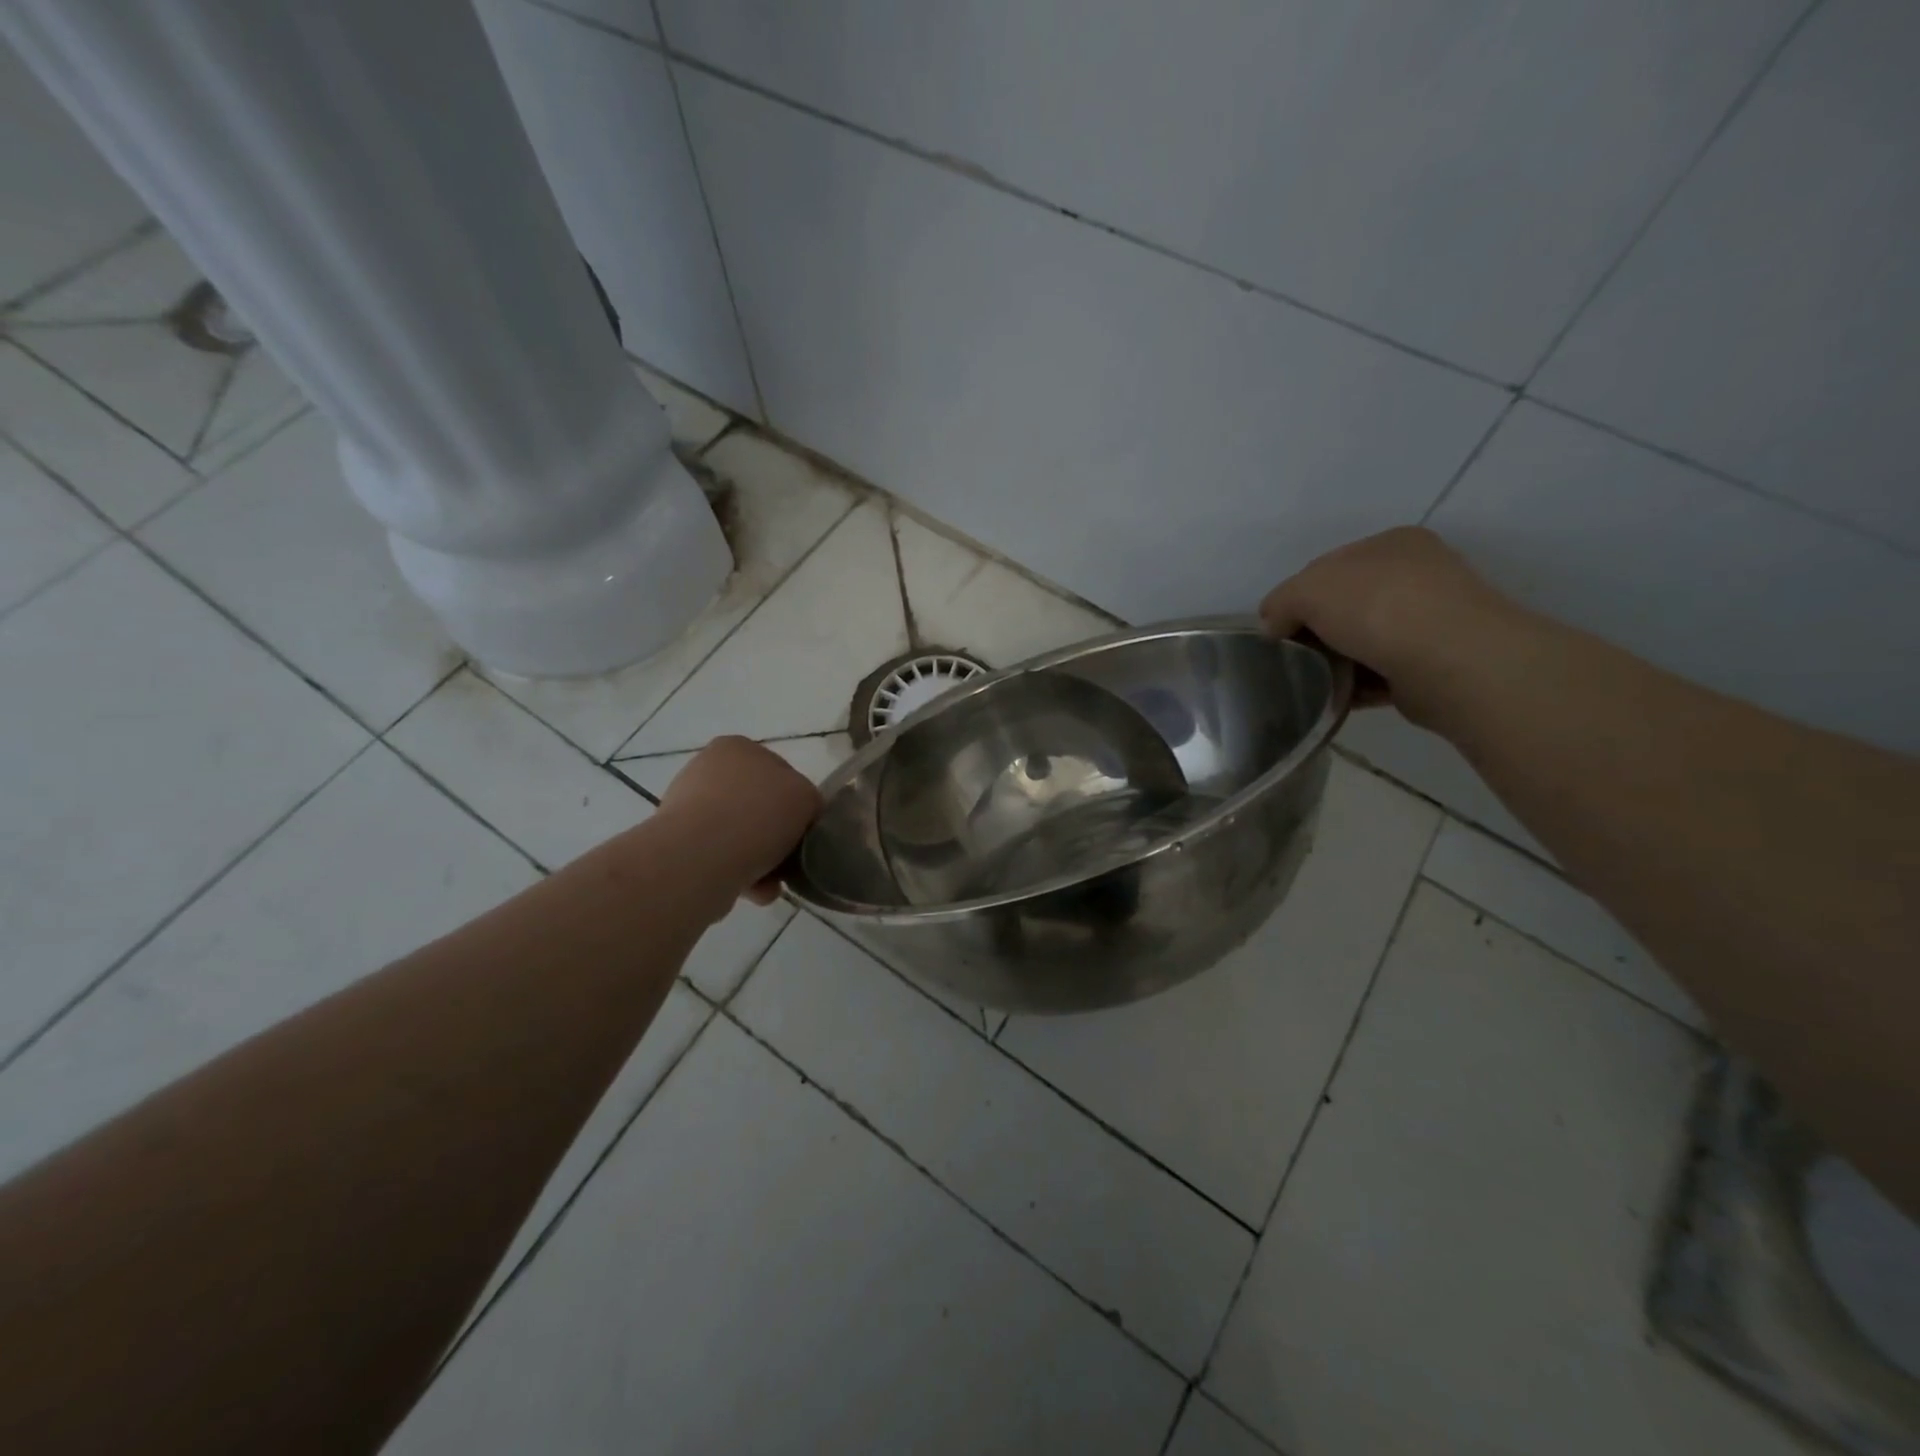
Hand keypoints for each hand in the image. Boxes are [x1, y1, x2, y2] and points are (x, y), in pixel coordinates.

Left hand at [658, 736, 821, 905]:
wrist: (700, 859)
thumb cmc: (758, 816)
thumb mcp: (806, 797)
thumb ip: (809, 801)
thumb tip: (799, 820)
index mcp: (737, 747)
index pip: (781, 772)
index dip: (798, 802)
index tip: (804, 829)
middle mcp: (707, 770)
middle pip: (758, 806)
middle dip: (776, 836)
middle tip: (790, 859)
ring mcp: (687, 807)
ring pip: (740, 835)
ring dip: (761, 860)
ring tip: (772, 884)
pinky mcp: (676, 843)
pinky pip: (720, 857)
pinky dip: (739, 874)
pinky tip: (753, 891)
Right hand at [1258, 527, 1518, 724]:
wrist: (1452, 661)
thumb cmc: (1378, 607)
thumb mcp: (1308, 590)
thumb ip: (1281, 602)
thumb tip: (1273, 626)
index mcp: (1390, 544)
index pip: (1327, 567)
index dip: (1294, 597)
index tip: (1275, 629)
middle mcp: (1416, 575)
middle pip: (1344, 605)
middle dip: (1315, 630)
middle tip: (1292, 657)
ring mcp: (1430, 620)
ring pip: (1362, 641)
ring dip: (1335, 661)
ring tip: (1311, 682)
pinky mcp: (1434, 664)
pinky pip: (1380, 674)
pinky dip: (1356, 686)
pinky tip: (1335, 698)